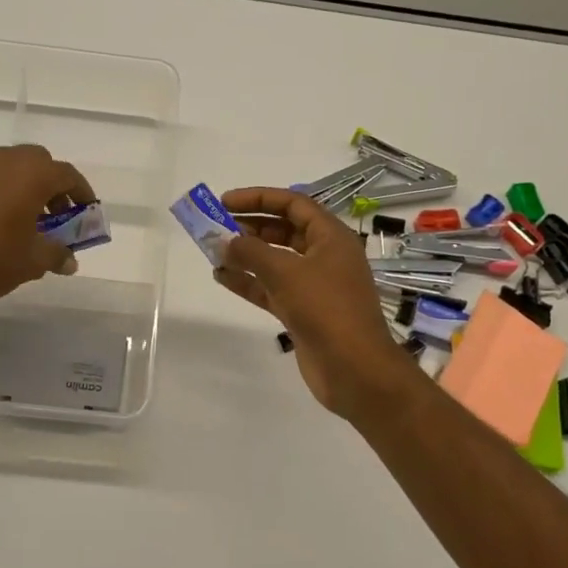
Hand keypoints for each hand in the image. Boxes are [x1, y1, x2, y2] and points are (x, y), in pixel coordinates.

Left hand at [0, 145, 95, 320]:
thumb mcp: (33, 261)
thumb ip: (56, 255)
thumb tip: (69, 261)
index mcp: (32, 173)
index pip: (68, 175)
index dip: (82, 194)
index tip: (87, 212)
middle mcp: (5, 161)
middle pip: (39, 165)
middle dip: (52, 187)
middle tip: (57, 216)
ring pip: (10, 170)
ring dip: (25, 190)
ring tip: (28, 223)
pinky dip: (1, 195)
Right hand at [215, 187, 421, 420]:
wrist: (354, 368)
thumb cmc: (326, 309)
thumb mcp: (286, 273)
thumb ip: (252, 252)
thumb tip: (226, 242)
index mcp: (331, 237)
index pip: (293, 204)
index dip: (259, 198)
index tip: (225, 202)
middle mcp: (324, 257)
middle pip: (283, 231)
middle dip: (249, 227)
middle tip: (215, 227)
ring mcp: (313, 286)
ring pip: (274, 261)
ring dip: (245, 255)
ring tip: (212, 252)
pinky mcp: (302, 312)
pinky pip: (271, 289)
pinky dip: (249, 282)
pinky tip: (222, 278)